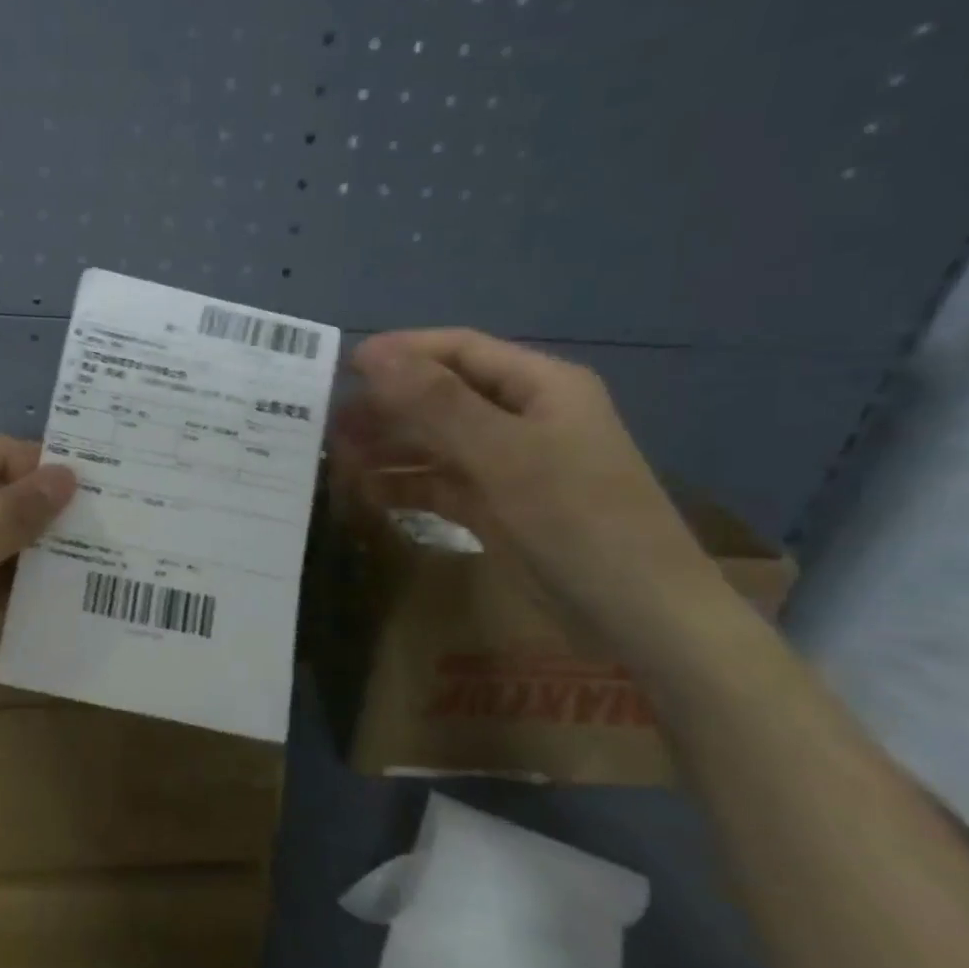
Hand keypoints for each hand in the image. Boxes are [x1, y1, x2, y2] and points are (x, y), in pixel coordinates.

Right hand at [334, 329, 724, 653]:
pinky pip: (440, 482)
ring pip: (435, 441)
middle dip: (386, 406)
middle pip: (441, 396)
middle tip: (330, 424)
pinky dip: (405, 484)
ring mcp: (509, 464)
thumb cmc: (575, 519)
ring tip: (338, 458)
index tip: (341, 369)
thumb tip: (371, 354)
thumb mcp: (501, 453)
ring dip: (389, 447)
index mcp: (539, 386)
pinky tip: (366, 493)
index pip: (458, 350)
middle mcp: (523, 416)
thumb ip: (434, 402)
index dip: (400, 352)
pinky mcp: (497, 506)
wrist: (638, 617)